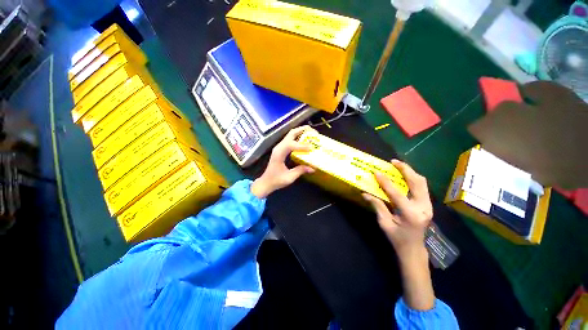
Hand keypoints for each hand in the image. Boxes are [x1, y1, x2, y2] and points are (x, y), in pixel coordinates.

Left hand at [250, 126, 314, 197]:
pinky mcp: (281, 150)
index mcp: (279, 153)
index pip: (291, 145)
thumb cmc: (276, 180)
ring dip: (300, 132)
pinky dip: (298, 138)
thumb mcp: (289, 177)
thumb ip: (300, 171)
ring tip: (311, 134)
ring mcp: (279, 147)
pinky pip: (290, 140)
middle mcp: (279, 147)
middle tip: (313, 131)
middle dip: (302, 130)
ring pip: (290, 135)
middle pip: (291, 134)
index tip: (311, 148)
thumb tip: (313, 168)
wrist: (266, 182)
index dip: (302, 145)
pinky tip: (305, 141)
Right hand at [362, 159, 432, 259]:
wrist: (414, 249)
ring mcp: (428, 206)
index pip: (396, 194)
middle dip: (405, 169)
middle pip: (417, 183)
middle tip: (393, 162)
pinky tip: (405, 175)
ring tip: (399, 165)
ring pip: (422, 183)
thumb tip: (365, 193)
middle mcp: (423, 208)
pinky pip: (422, 187)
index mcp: (410, 215)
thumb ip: (377, 206)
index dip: (385, 182)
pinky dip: (414, 178)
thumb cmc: (397, 238)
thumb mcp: (384, 223)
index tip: (377, 172)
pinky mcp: (428, 205)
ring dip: (411, 172)